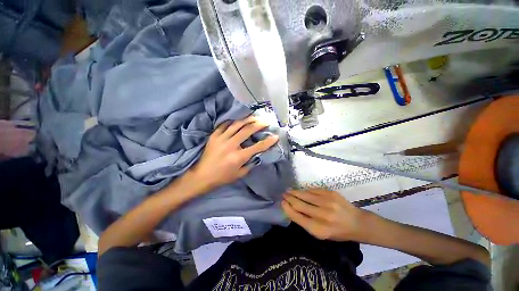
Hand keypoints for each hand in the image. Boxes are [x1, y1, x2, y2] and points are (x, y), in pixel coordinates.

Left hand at [190, 116, 278, 192]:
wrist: (202, 176)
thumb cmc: (222, 177)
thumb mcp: (240, 174)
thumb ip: (250, 164)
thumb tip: (257, 155)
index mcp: (238, 157)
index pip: (257, 147)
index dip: (268, 142)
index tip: (275, 136)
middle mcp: (231, 145)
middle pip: (247, 130)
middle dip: (259, 124)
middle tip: (265, 121)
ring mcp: (221, 138)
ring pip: (236, 124)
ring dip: (247, 119)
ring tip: (254, 117)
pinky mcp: (214, 136)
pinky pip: (224, 125)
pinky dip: (232, 121)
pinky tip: (238, 121)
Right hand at [282, 189, 365, 240]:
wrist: (357, 222)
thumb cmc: (337, 231)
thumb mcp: (321, 233)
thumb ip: (306, 222)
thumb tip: (291, 208)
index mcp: (319, 229)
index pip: (297, 216)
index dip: (287, 208)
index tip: (282, 202)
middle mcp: (323, 215)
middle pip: (299, 204)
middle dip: (289, 198)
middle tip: (283, 194)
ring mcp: (327, 202)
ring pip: (305, 195)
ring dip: (295, 192)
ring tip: (288, 190)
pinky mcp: (331, 193)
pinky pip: (313, 190)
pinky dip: (305, 190)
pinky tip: (301, 190)